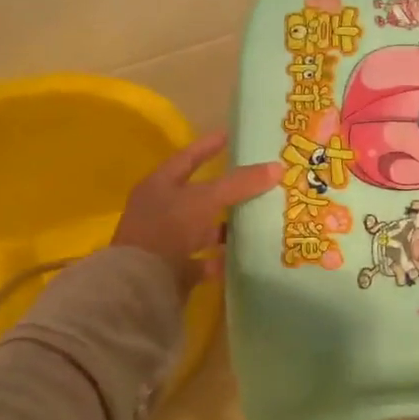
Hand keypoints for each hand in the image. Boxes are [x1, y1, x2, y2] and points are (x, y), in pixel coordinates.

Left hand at [111, 132, 279, 294]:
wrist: (141, 284)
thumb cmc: (168, 229)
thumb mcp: (206, 199)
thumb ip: (239, 184)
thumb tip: (277, 167)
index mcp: (159, 186)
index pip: (187, 158)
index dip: (208, 146)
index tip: (230, 136)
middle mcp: (160, 211)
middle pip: (197, 195)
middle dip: (225, 190)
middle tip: (255, 180)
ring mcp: (165, 242)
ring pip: (201, 228)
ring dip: (224, 226)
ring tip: (256, 219)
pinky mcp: (173, 270)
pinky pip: (202, 260)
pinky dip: (221, 259)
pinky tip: (242, 256)